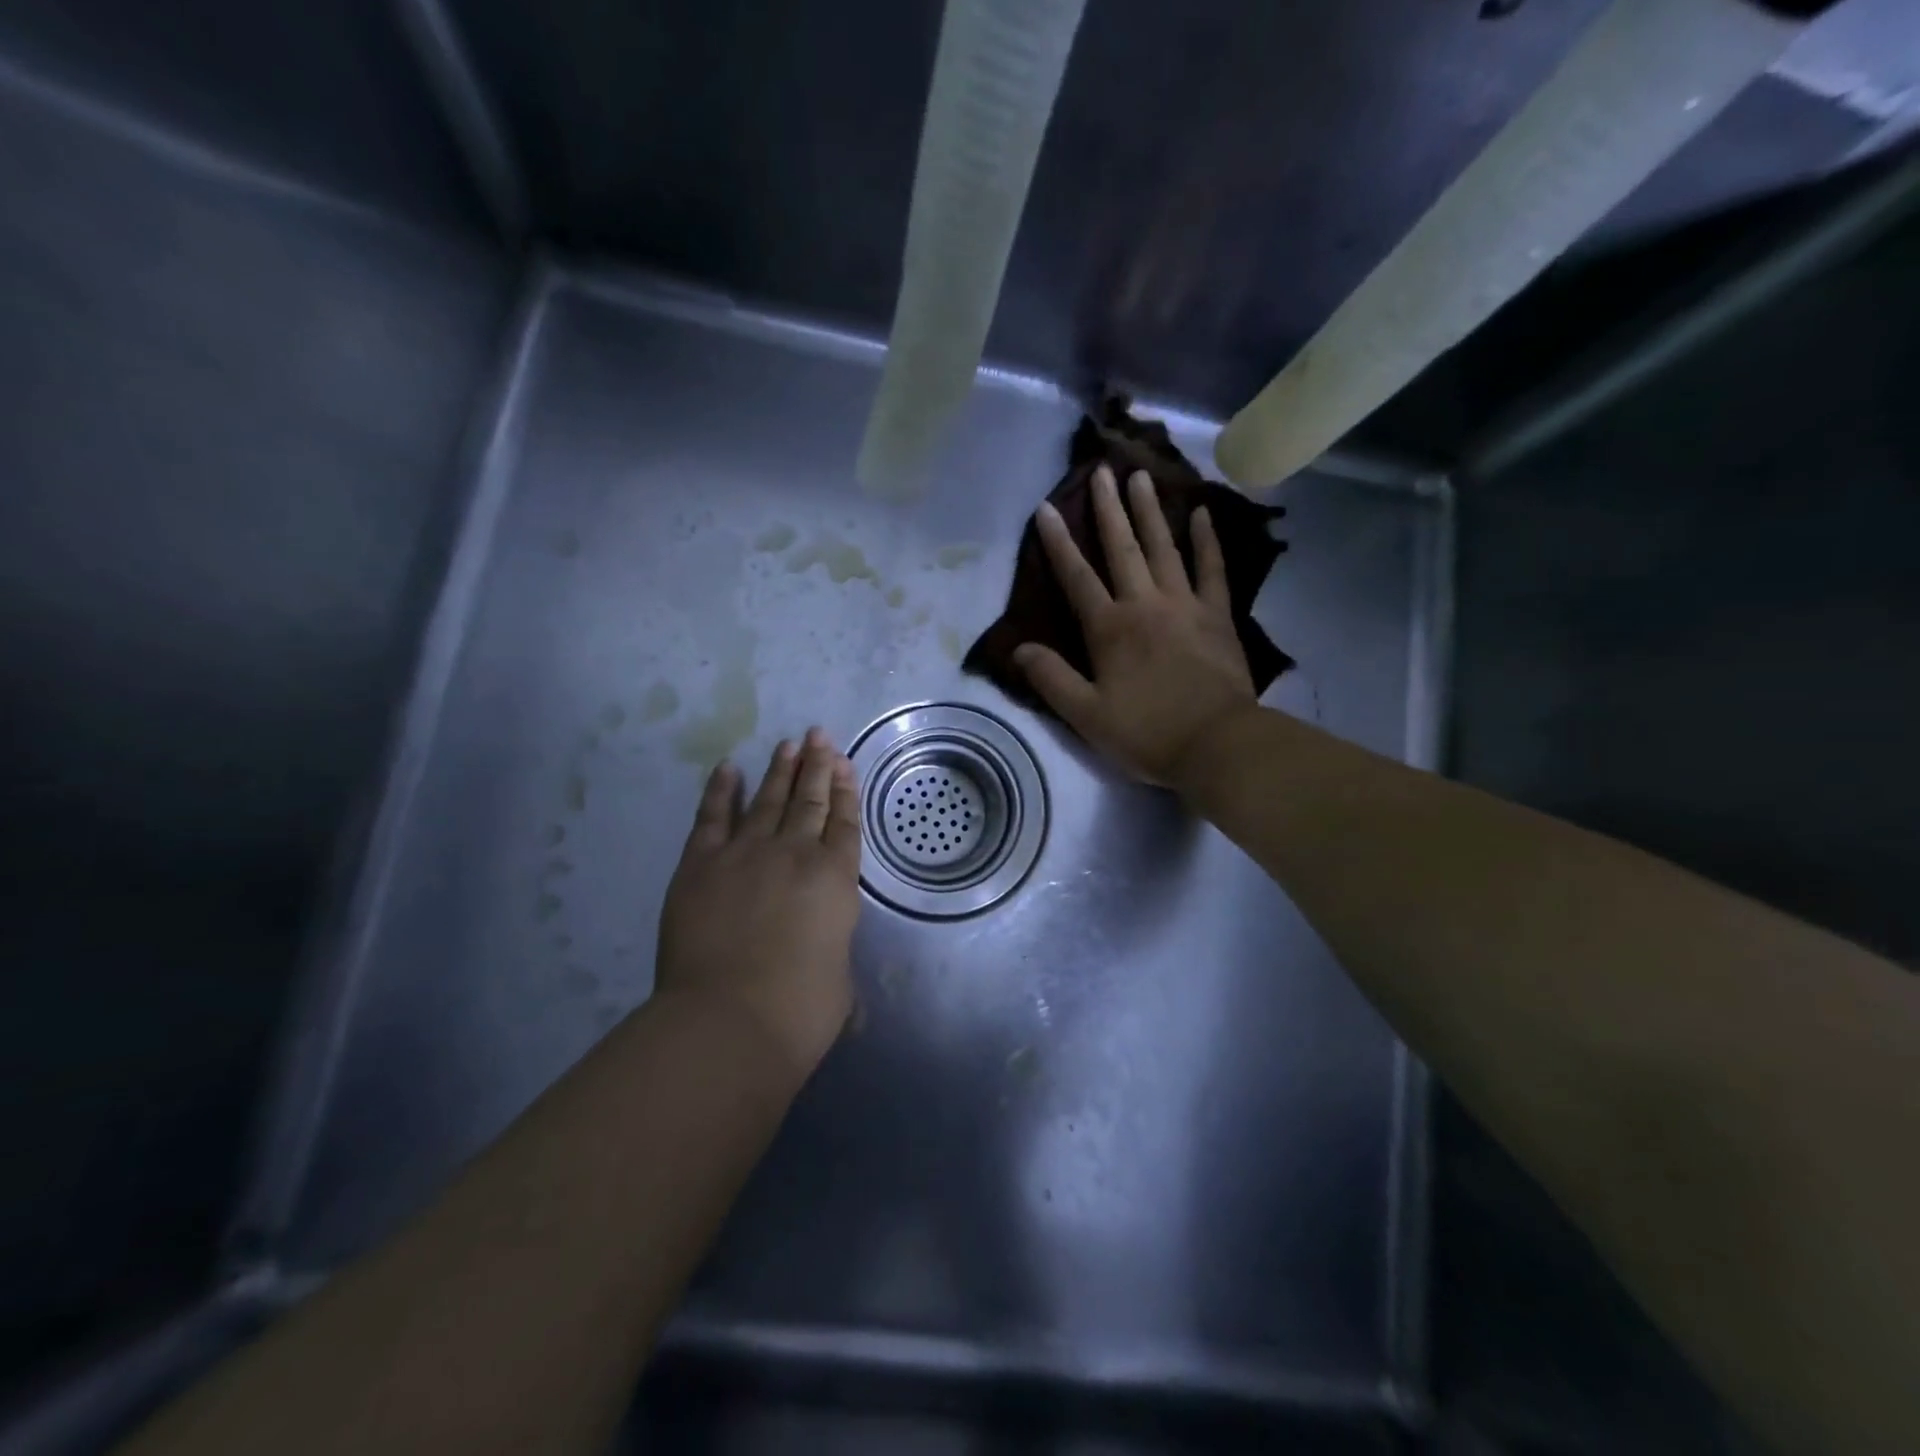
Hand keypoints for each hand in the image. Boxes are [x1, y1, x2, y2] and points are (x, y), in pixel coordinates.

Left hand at [656, 729, 862, 1078]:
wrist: (728, 1020)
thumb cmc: (799, 1011)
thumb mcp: (839, 987)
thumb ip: (833, 962)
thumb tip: (833, 976)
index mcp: (835, 880)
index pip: (844, 823)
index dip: (846, 792)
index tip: (844, 764)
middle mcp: (795, 854)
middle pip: (810, 801)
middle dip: (818, 766)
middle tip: (819, 736)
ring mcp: (746, 854)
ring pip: (768, 800)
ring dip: (780, 770)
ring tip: (789, 744)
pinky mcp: (701, 864)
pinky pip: (713, 817)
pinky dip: (720, 791)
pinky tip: (728, 768)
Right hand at [1015, 465, 1257, 787]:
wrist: (1217, 744)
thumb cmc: (1146, 732)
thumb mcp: (1086, 715)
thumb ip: (1051, 679)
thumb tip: (1019, 648)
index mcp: (1110, 628)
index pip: (1077, 577)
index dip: (1059, 543)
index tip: (1047, 508)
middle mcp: (1145, 604)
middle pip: (1123, 549)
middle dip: (1109, 509)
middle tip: (1102, 470)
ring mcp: (1185, 605)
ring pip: (1164, 548)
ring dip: (1151, 511)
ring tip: (1141, 477)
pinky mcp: (1218, 615)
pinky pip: (1212, 569)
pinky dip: (1207, 540)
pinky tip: (1202, 513)